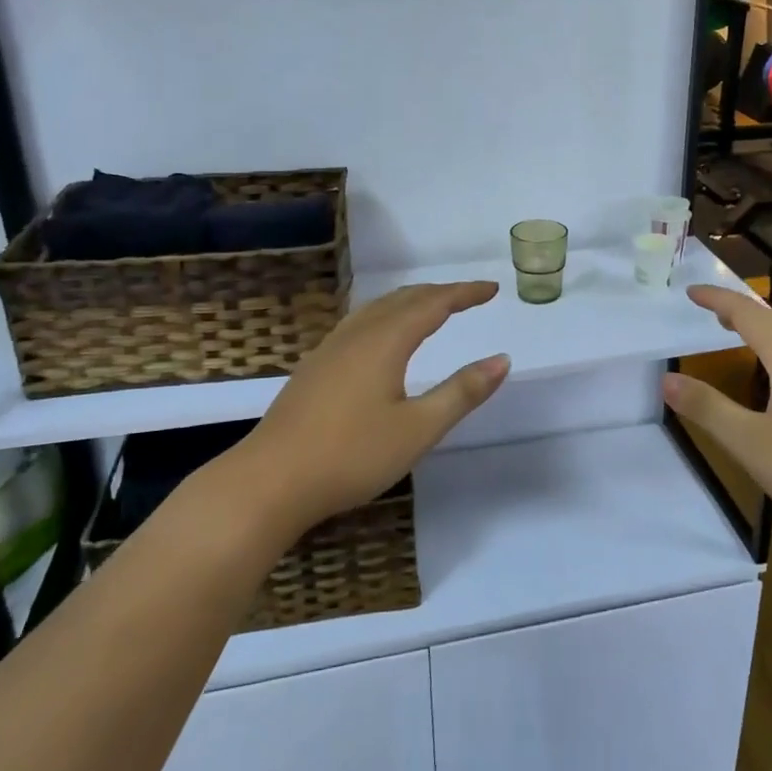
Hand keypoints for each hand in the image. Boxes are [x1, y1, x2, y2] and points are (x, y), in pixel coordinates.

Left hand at [212, 281, 508, 536]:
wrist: (269, 481)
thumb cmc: (351, 455)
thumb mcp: (418, 429)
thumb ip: (461, 392)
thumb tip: (502, 360)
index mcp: (385, 341)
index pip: (434, 303)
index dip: (465, 293)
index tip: (492, 289)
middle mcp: (357, 334)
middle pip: (404, 299)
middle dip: (440, 293)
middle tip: (469, 297)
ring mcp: (330, 349)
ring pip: (377, 309)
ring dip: (410, 302)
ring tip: (432, 308)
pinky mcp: (314, 368)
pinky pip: (360, 323)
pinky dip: (386, 316)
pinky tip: (382, 338)